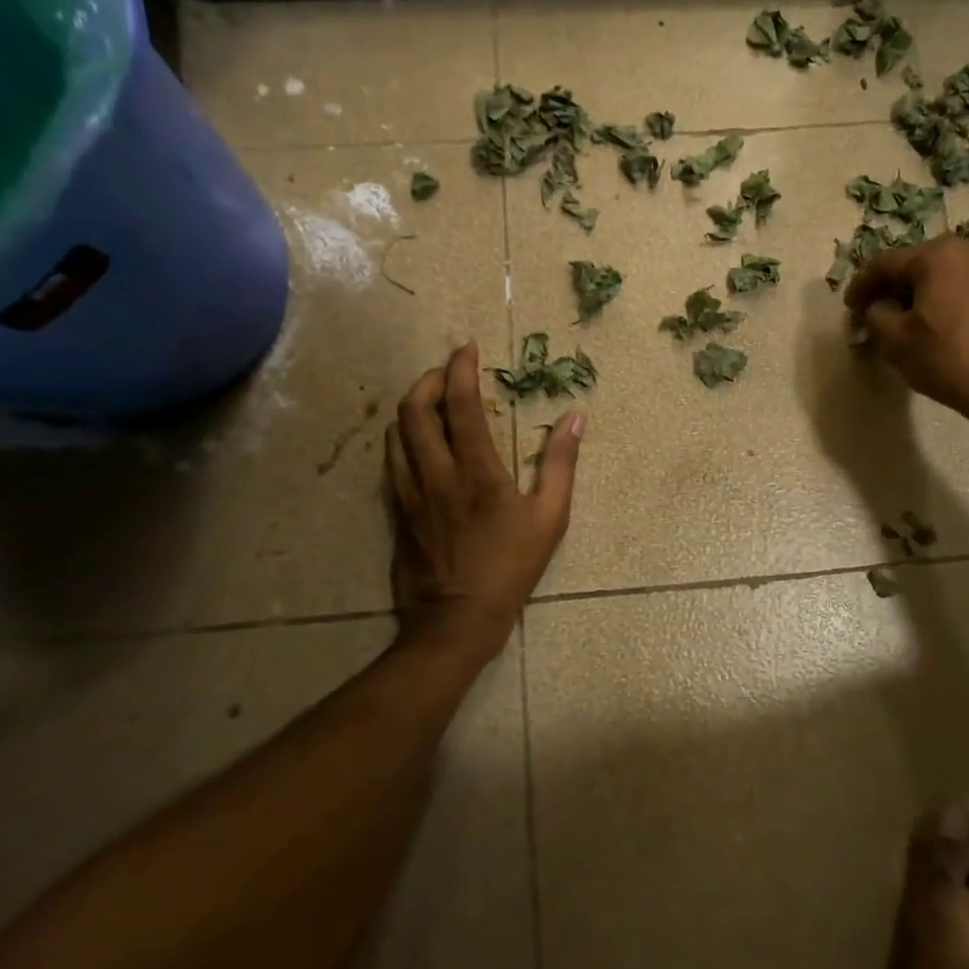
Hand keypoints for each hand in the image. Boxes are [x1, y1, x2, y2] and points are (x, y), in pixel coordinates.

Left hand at [385, 342, 583, 656]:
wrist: (456, 620)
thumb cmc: (511, 567)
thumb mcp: (550, 517)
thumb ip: (560, 463)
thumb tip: (576, 417)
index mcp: (477, 471)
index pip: (462, 405)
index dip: (461, 369)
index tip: (466, 348)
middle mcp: (436, 473)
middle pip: (414, 410)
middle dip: (427, 379)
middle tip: (446, 372)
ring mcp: (410, 492)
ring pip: (395, 433)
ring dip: (411, 406)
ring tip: (432, 399)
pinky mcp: (397, 511)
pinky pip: (391, 461)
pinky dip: (401, 437)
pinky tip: (417, 440)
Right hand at [843, 236, 968, 443]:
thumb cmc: (948, 358)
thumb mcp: (895, 340)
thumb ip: (876, 314)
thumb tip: (876, 307)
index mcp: (936, 255)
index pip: (884, 264)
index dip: (861, 286)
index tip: (849, 308)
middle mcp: (968, 250)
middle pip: (916, 265)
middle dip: (892, 288)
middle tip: (875, 312)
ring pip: (944, 275)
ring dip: (921, 294)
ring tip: (908, 320)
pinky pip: (967, 288)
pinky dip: (948, 301)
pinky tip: (941, 325)